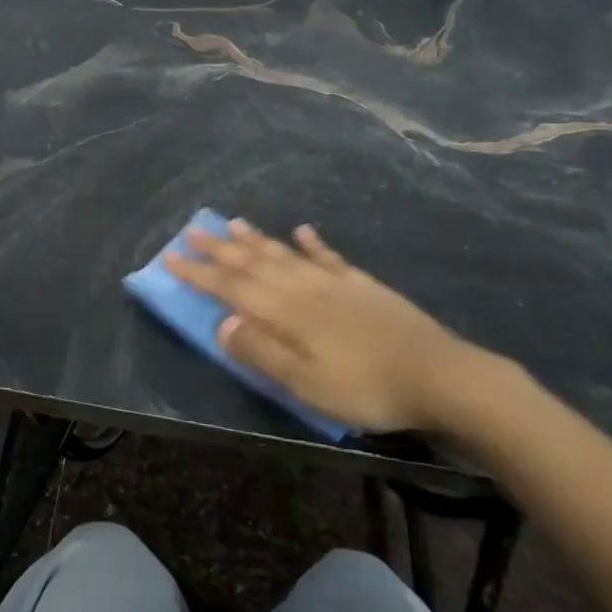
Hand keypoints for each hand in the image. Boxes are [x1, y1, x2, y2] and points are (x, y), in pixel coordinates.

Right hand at [163, 219, 477, 432]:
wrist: (439, 375)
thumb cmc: (366, 388)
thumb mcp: (306, 383)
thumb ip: (262, 352)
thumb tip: (221, 323)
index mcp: (286, 313)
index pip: (231, 287)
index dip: (199, 273)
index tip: (171, 257)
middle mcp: (304, 288)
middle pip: (254, 263)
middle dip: (219, 249)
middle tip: (192, 230)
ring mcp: (335, 283)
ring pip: (285, 254)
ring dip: (257, 239)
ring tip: (233, 223)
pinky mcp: (363, 286)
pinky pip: (329, 257)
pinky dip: (313, 243)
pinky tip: (303, 231)